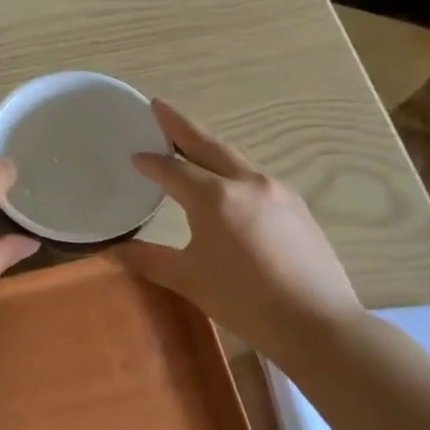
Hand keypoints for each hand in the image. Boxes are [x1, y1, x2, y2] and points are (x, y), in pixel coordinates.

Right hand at [112, 101, 361, 349]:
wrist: (317, 323)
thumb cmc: (245, 301)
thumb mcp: (189, 280)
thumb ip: (149, 259)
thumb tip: (112, 251)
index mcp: (215, 198)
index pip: (173, 169)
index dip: (151, 162)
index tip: (134, 156)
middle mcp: (246, 182)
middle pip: (207, 144)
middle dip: (180, 125)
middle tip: (159, 106)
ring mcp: (276, 190)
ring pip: (234, 157)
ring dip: (208, 145)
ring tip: (188, 140)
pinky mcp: (295, 204)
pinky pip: (254, 175)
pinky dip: (231, 167)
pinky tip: (227, 180)